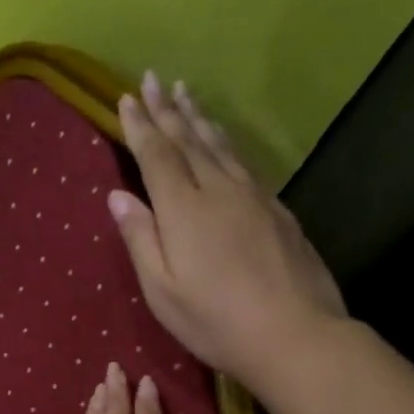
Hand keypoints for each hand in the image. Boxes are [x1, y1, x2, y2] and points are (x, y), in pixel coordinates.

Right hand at [112, 71, 347, 395]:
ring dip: (199, 117)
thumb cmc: (216, 322)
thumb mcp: (163, 291)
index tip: (127, 97)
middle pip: (189, 140)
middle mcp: (219, 190)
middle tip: (153, 79)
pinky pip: (243, 161)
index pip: (157, 155)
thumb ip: (141, 239)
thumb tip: (118, 195)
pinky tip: (223, 140)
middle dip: (167, 109)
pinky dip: (226, 141)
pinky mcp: (278, 209)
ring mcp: (253, 196)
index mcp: (184, 209)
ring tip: (186, 93)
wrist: (296, 334)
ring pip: (220, 145)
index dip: (140, 126)